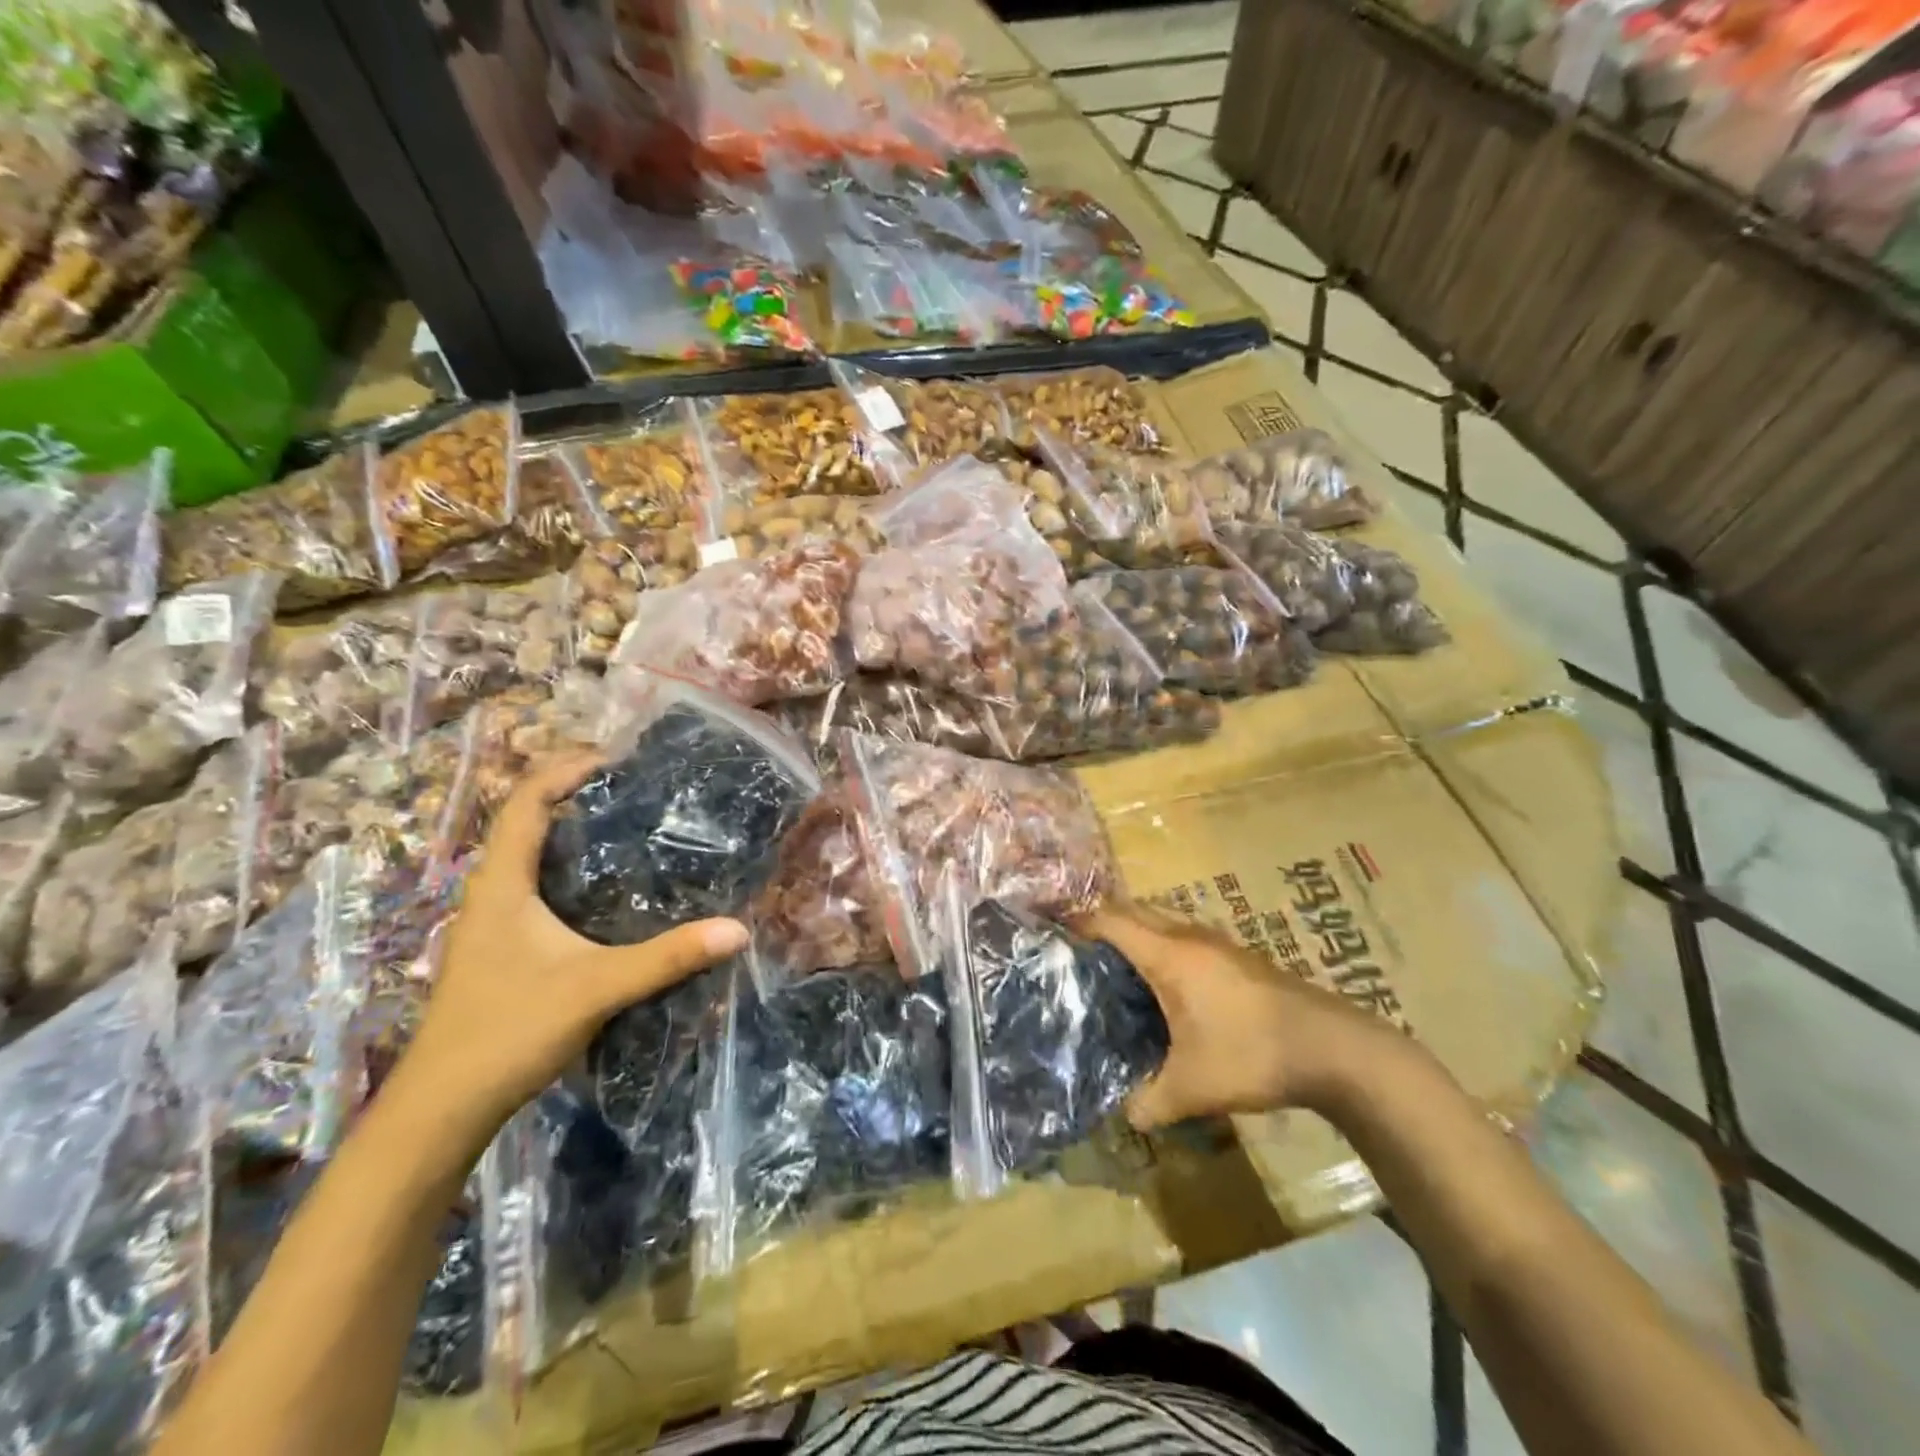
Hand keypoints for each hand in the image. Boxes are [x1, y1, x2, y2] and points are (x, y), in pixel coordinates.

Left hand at [393, 754, 747, 1141]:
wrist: (443, 1109)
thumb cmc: (508, 1032)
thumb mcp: (596, 988)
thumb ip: (667, 957)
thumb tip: (738, 929)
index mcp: (501, 884)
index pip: (526, 801)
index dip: (566, 769)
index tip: (619, 759)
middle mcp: (492, 892)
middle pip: (528, 820)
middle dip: (578, 793)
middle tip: (639, 788)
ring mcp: (495, 922)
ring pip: (533, 855)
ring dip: (575, 831)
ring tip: (633, 825)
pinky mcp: (505, 947)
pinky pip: (539, 886)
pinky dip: (574, 869)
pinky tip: (613, 888)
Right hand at [1074, 903, 1396, 1129]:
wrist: (1334, 1047)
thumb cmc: (1253, 1054)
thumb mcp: (1193, 1088)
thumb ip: (1149, 1102)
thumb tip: (1122, 1116)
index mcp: (1169, 954)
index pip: (1110, 920)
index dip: (1076, 920)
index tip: (1048, 928)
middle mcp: (1189, 935)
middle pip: (1133, 910)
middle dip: (1101, 921)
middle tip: (1074, 949)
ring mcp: (1217, 941)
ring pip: (1162, 919)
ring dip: (1134, 930)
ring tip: (1112, 963)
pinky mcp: (1238, 955)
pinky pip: (1183, 934)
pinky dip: (1161, 944)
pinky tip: (1164, 983)